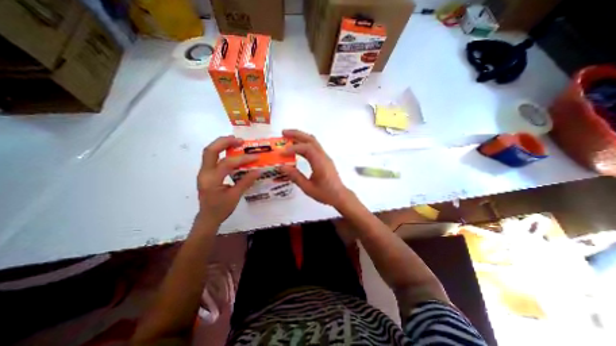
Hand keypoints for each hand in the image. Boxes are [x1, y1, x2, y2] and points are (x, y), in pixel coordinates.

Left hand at [197, 136, 259, 226]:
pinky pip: (212, 157)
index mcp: (211, 180)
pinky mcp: (206, 173)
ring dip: (222, 144)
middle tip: (240, 140)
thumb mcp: (235, 196)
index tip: (255, 157)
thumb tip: (258, 170)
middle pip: (210, 151)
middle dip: (225, 142)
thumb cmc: (221, 209)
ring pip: (209, 152)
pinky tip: (231, 151)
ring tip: (236, 141)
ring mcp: (203, 172)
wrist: (207, 217)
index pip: (227, 164)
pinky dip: (221, 151)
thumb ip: (246, 182)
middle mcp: (204, 173)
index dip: (243, 159)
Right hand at [278, 129, 353, 207]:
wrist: (340, 195)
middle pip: (310, 139)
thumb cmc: (325, 193)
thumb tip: (282, 167)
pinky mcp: (324, 159)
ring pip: (313, 141)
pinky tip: (297, 147)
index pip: (307, 149)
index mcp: (320, 163)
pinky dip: (304, 143)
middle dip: (296, 134)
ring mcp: (325, 156)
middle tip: (283, 133)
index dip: (293, 148)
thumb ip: (295, 177)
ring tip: (288, 137)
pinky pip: (314, 147)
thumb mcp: (308, 188)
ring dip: (300, 137)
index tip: (282, 152)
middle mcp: (323, 156)